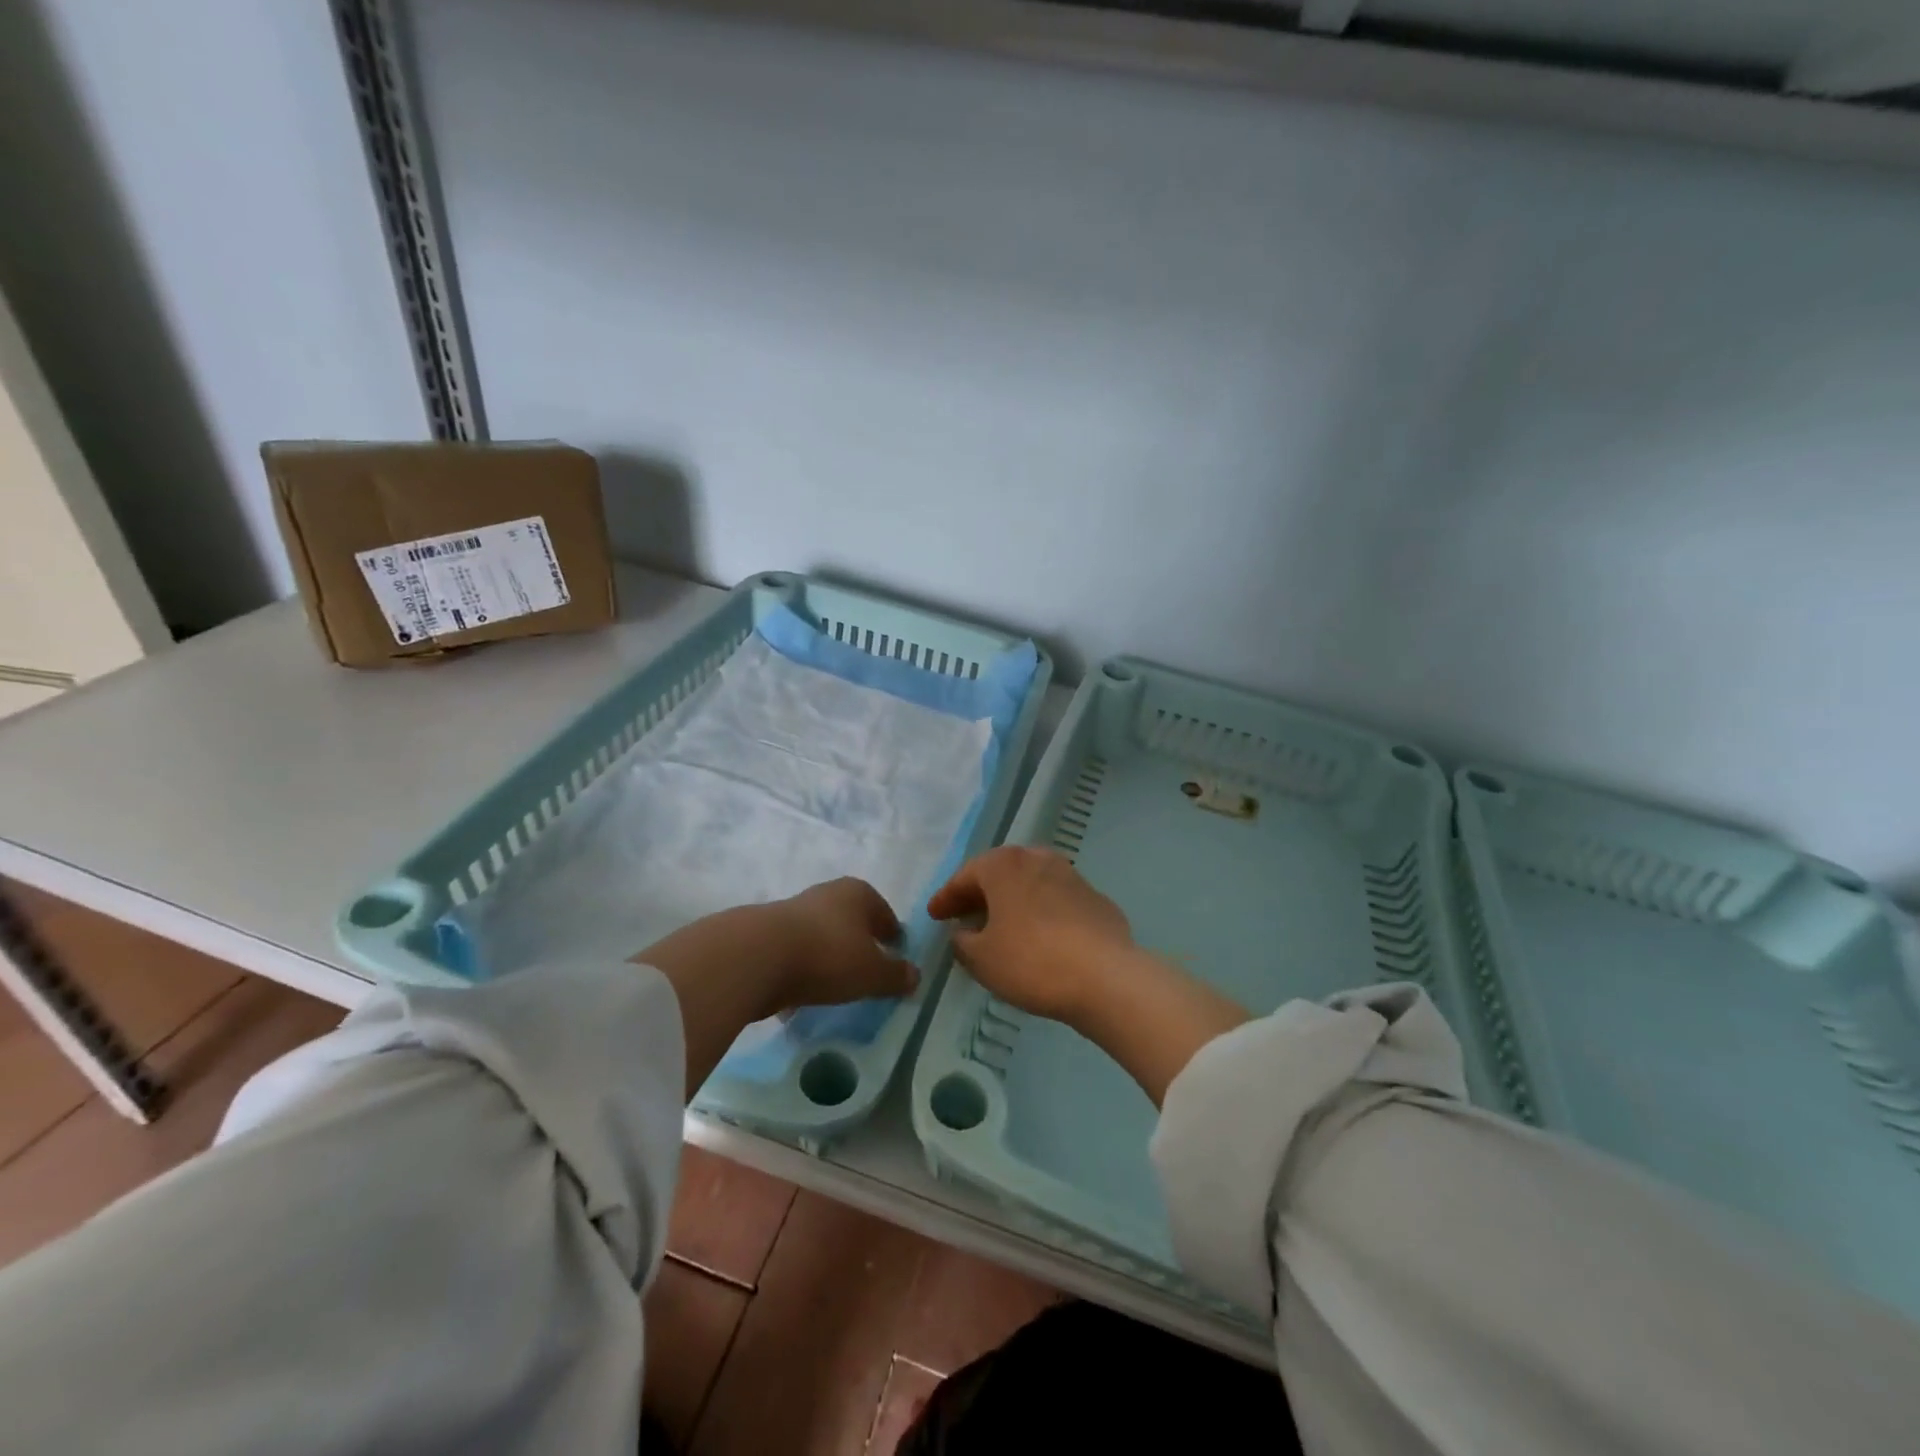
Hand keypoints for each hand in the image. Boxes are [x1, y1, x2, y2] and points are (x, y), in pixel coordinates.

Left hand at [764, 877, 917, 1013]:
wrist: (756, 956)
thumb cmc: (828, 956)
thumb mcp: (872, 973)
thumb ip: (895, 976)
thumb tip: (915, 976)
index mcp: (858, 893)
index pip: (883, 912)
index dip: (892, 934)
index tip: (895, 953)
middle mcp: (827, 894)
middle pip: (850, 920)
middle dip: (859, 942)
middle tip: (867, 968)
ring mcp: (793, 911)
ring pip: (821, 934)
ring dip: (828, 955)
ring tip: (835, 984)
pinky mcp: (766, 933)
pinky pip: (795, 952)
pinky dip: (802, 968)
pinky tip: (802, 993)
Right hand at [929, 847, 1249, 1105]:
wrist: (1106, 976)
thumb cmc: (1032, 961)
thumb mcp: (982, 959)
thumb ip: (963, 942)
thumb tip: (964, 933)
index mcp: (1004, 865)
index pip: (965, 876)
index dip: (946, 898)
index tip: (934, 915)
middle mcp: (1037, 859)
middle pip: (1000, 873)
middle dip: (980, 894)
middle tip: (963, 916)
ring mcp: (1071, 876)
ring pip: (1030, 884)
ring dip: (1012, 901)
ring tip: (1001, 925)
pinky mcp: (1096, 899)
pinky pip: (1056, 902)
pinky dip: (1040, 913)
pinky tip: (1039, 937)